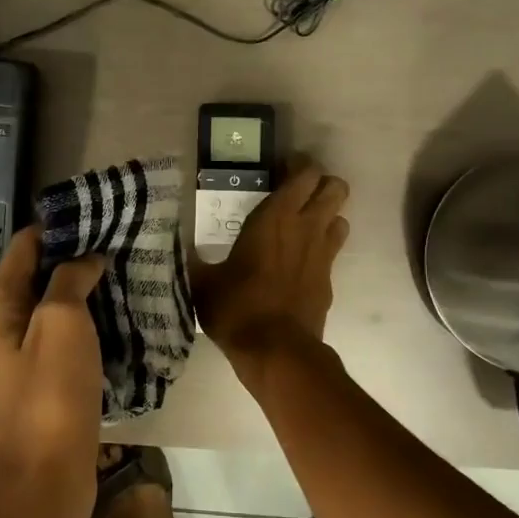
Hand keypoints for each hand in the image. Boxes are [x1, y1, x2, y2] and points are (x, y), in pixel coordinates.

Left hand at [0, 227, 107, 517]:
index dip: (60, 226)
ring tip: (136, 275)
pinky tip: (132, 321)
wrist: (42, 483)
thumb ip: (70, 280)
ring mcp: (30, 359)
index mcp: (1, 305)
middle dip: (82, 259)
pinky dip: (100, 329)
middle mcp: (9, 327)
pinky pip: (77, 344)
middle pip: (45, 277)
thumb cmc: (47, 396)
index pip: (26, 246)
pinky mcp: (53, 386)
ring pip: (64, 311)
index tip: (101, 213)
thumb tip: (85, 257)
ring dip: (95, 294)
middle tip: (127, 243)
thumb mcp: (60, 324)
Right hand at [190, 158, 349, 370]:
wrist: (276, 352)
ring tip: (302, 224)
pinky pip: (333, 251)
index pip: (304, 173)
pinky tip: (299, 262)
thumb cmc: (237, 308)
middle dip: (321, 184)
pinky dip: (322, 248)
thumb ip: (194, 260)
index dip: (298, 165)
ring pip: (341, 217)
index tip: (281, 168)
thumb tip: (177, 248)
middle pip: (335, 188)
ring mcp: (323, 254)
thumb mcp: (203, 282)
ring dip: (327, 215)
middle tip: (297, 193)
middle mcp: (306, 228)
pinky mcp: (329, 280)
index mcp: (276, 217)